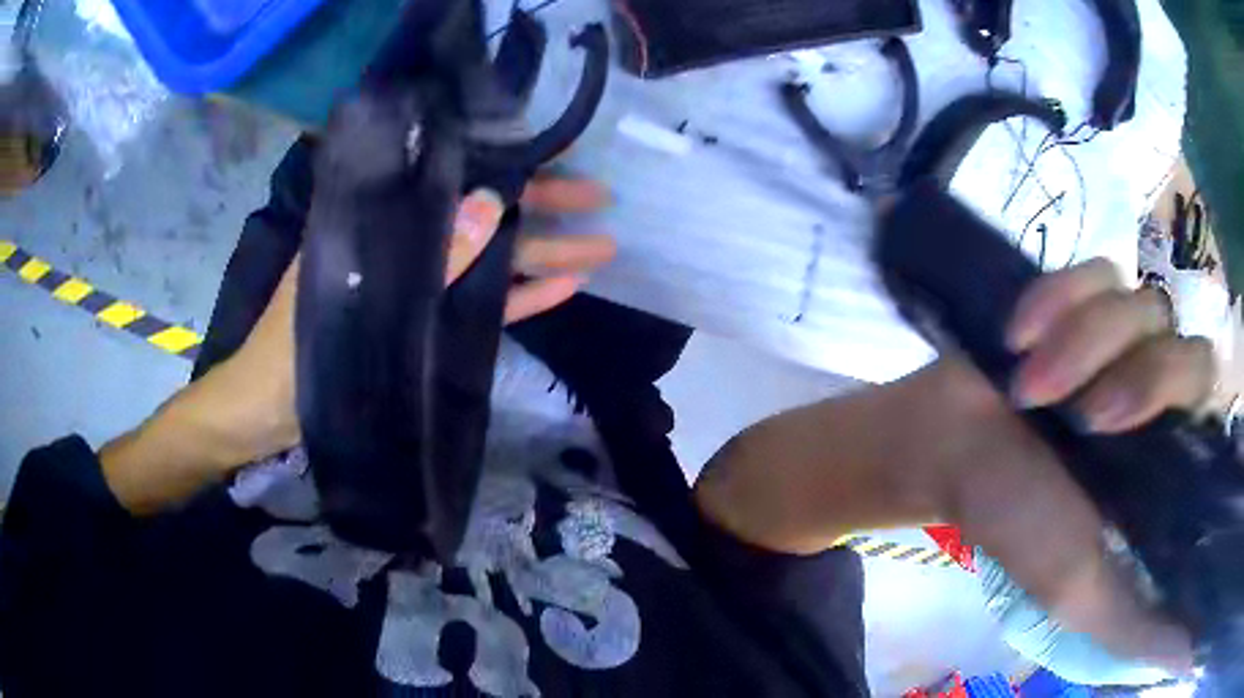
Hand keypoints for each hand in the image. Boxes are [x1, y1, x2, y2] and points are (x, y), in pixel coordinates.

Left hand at [218, 175, 615, 463]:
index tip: (558, 161)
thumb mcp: (360, 296)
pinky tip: (565, 289)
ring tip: (601, 248)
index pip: (455, 181)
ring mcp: (419, 287)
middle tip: (602, 201)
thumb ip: (426, 255)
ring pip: (490, 262)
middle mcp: (405, 243)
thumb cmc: (295, 347)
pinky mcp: (425, 327)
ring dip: (544, 255)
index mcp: (380, 220)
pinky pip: (479, 307)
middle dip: (543, 208)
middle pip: (482, 218)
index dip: (508, 170)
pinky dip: (519, 298)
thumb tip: (490, 201)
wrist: (265, 412)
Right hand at [947, 258, 1212, 674]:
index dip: (1181, 403)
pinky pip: (1093, 268)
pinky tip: (1018, 334)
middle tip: (1082, 416)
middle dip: (1135, 376)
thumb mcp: (1081, 590)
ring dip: (1080, 344)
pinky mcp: (1083, 295)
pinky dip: (1056, 299)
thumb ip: (1139, 622)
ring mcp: (1124, 335)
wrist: (947, 451)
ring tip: (1026, 385)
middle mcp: (1158, 389)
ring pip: (1139, 302)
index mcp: (1165, 457)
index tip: (1119, 431)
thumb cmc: (1016, 521)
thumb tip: (1181, 652)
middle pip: (1187, 345)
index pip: (1213, 413)